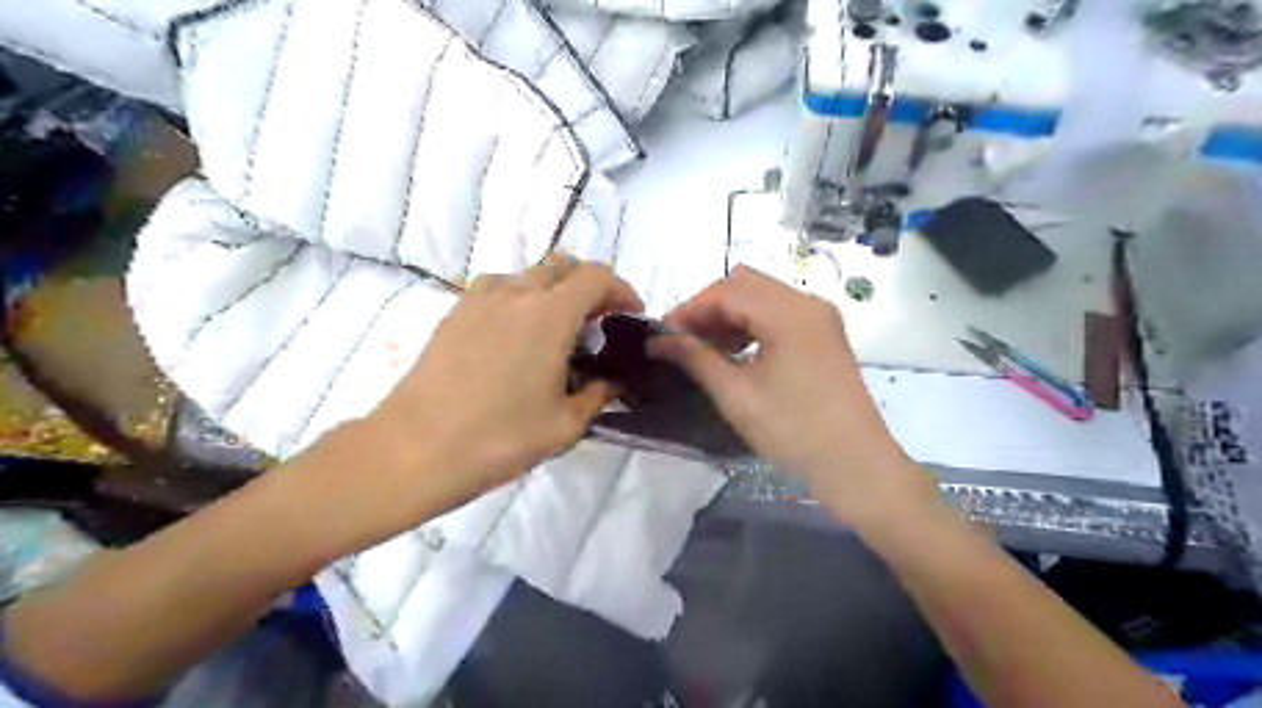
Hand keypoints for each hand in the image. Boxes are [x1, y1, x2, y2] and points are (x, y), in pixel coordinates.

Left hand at [361, 254, 642, 512]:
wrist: (415, 450)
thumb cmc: (498, 439)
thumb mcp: (563, 426)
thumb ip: (596, 397)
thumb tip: (609, 384)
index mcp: (549, 315)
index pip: (595, 277)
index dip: (620, 289)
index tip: (629, 314)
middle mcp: (514, 294)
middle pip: (562, 267)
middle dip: (588, 287)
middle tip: (596, 324)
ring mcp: (478, 300)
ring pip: (527, 275)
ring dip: (552, 291)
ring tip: (555, 330)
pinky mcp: (453, 313)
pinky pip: (497, 289)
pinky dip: (519, 300)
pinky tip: (515, 338)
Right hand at [649, 265, 934, 526]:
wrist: (857, 465)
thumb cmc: (793, 431)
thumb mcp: (736, 395)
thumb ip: (695, 358)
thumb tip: (658, 340)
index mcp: (788, 313)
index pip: (725, 291)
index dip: (689, 309)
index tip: (662, 336)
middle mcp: (807, 302)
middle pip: (744, 285)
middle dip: (707, 309)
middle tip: (682, 342)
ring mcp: (820, 317)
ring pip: (761, 297)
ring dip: (729, 316)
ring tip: (706, 350)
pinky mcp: (824, 334)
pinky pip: (779, 313)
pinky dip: (752, 325)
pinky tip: (737, 353)